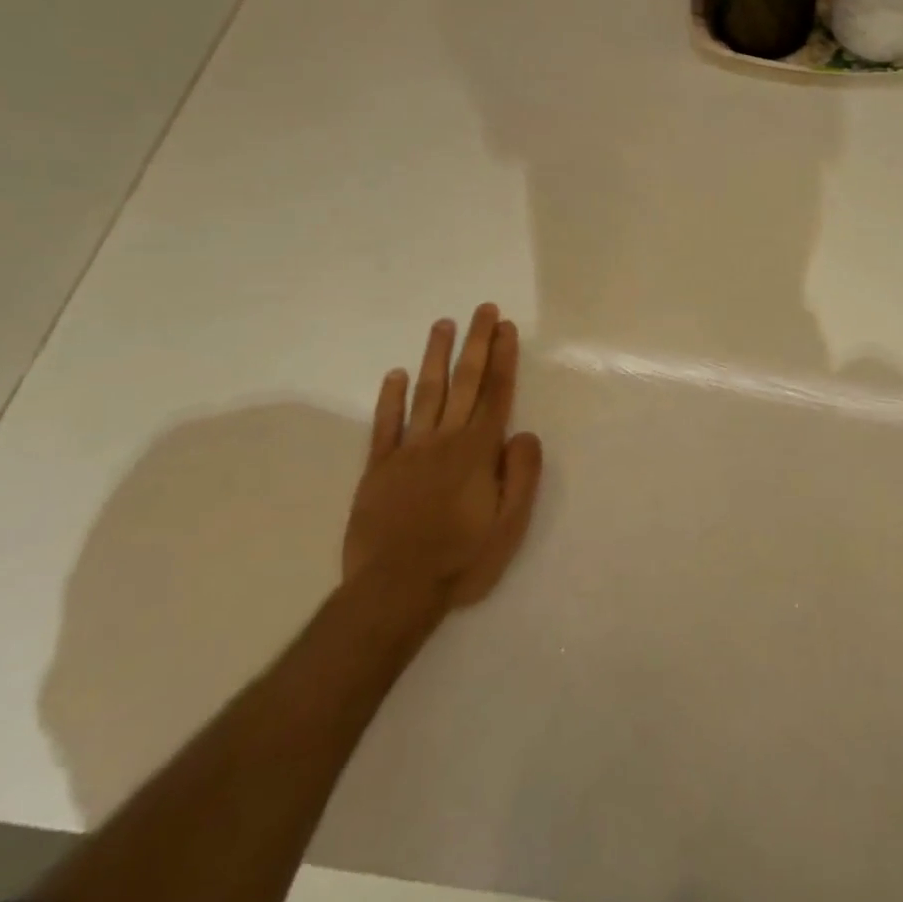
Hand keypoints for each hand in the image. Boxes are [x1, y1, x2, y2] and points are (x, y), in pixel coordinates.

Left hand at [343, 305, 543, 626]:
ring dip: (436, 357)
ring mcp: (407, 452)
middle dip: (477, 343)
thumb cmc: (461, 559)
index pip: (495, 394)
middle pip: (465, 383)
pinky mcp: (378, 469)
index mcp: (478, 452)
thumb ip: (521, 475)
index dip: (503, 358)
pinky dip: (390, 399)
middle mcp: (444, 441)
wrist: (393, 592)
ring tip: (444, 325)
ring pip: (426, 394)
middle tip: (483, 310)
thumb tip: (524, 433)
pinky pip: (384, 426)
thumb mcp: (510, 525)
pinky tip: (395, 375)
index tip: (506, 327)